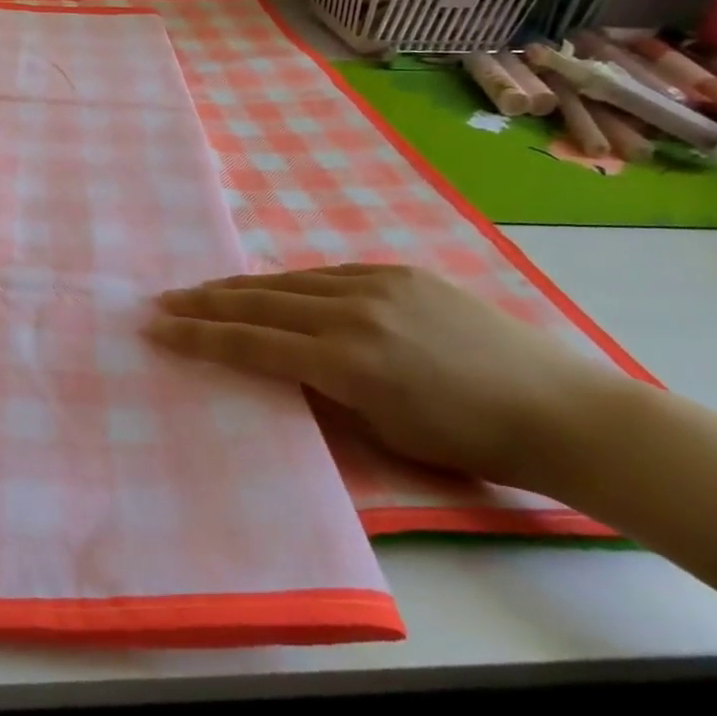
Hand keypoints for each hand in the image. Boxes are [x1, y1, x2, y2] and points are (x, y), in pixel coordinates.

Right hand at [145, 263, 620, 490]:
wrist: (560, 410)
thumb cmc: (469, 442)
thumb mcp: (382, 433)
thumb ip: (321, 393)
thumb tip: (280, 367)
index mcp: (345, 362)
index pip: (250, 343)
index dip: (197, 336)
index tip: (156, 328)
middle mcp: (352, 312)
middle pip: (258, 301)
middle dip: (204, 302)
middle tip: (162, 300)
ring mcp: (376, 285)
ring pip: (288, 280)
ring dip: (240, 287)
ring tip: (204, 290)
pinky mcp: (399, 272)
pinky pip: (327, 273)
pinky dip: (290, 283)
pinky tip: (273, 287)